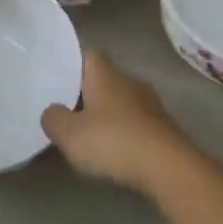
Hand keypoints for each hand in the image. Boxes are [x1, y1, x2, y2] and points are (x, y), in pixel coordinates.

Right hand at [42, 51, 191, 193]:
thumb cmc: (114, 142)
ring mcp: (151, 104)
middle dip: (89, 93)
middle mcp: (129, 81)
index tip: (58, 80)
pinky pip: (138, 123)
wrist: (170, 168)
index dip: (72, 65)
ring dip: (109, 115)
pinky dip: (126, 133)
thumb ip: (53, 119)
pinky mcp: (165, 128)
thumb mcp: (70, 135)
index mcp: (105, 74)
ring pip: (123, 101)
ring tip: (91, 137)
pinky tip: (117, 153)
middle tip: (69, 112)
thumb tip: (52, 111)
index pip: (88, 55)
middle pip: (105, 79)